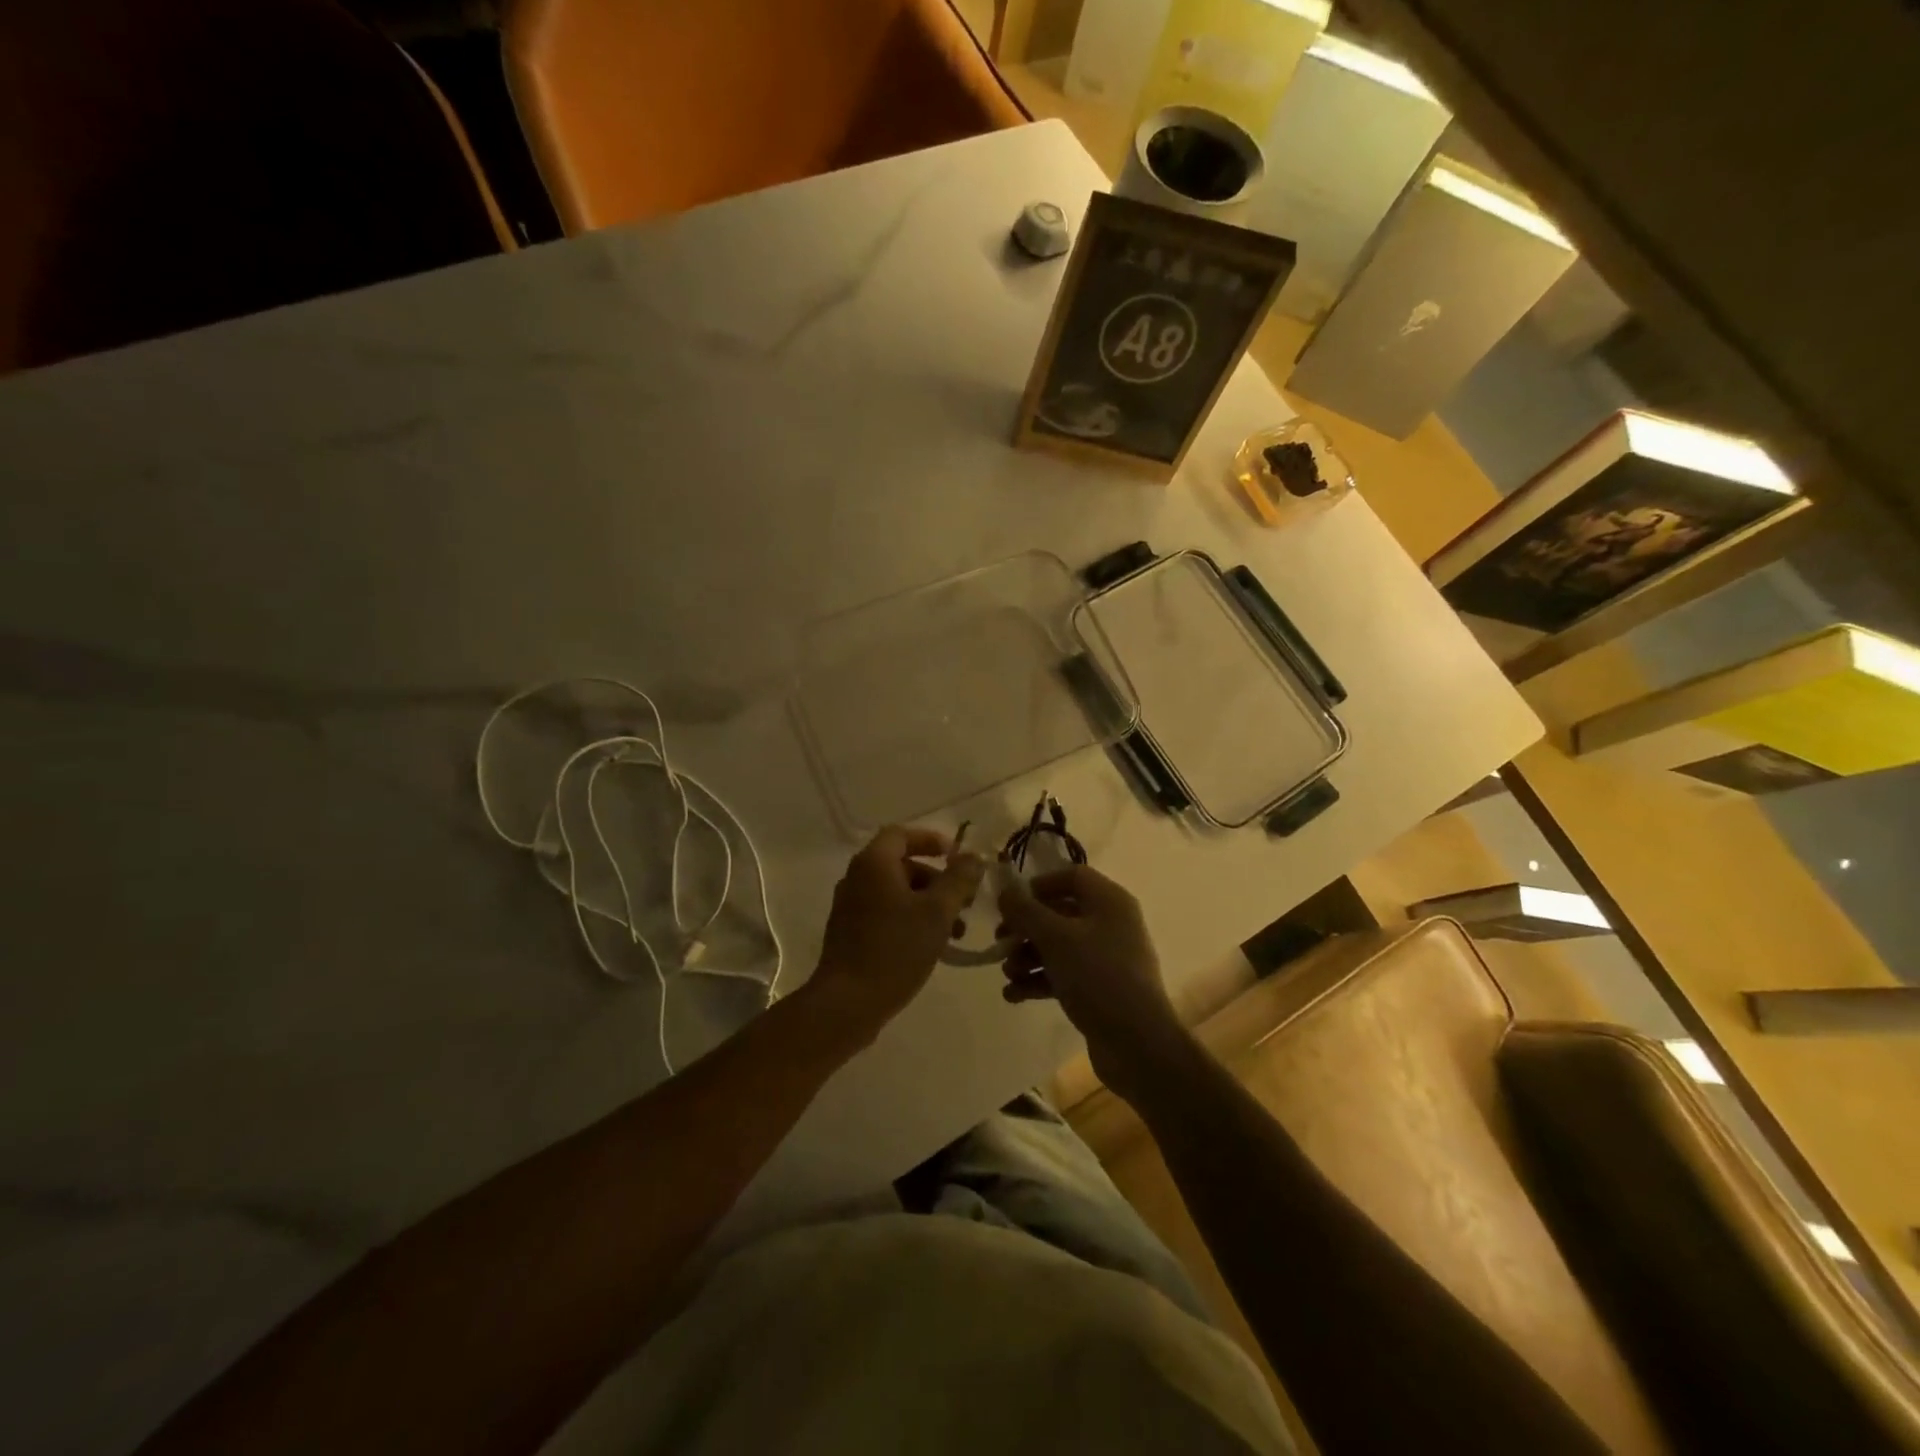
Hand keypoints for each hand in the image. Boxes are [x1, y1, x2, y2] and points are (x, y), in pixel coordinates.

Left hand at [811, 826, 985, 1035]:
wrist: (847, 1003)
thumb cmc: (895, 949)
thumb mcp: (937, 912)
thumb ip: (959, 880)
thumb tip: (974, 858)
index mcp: (873, 864)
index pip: (902, 834)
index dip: (931, 840)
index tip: (956, 857)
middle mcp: (857, 878)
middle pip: (902, 865)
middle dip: (937, 880)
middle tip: (964, 902)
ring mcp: (850, 907)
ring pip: (896, 892)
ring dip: (928, 904)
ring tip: (956, 933)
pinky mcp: (850, 934)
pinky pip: (885, 913)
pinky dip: (910, 919)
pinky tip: (932, 947)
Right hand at [998, 865, 1183, 1098]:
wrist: (1137, 1044)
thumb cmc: (1097, 977)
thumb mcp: (1055, 938)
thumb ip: (1026, 911)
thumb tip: (1005, 892)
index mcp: (1109, 901)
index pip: (1072, 877)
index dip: (1039, 885)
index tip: (1012, 903)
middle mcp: (1110, 923)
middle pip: (1060, 913)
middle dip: (1026, 928)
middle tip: (1000, 942)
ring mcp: (1106, 958)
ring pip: (1058, 946)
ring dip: (1028, 956)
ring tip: (1008, 974)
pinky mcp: (1100, 989)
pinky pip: (1063, 974)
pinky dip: (1039, 980)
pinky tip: (1014, 995)